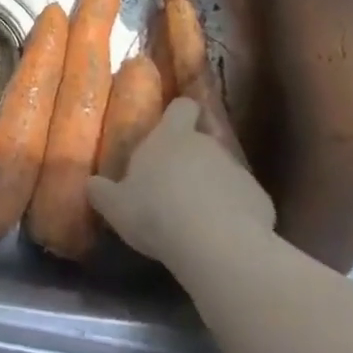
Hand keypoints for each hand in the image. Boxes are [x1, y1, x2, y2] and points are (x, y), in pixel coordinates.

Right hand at [87, 98, 274, 265]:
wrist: (216, 244)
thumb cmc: (156, 212)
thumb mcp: (116, 206)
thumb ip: (102, 192)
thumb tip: (91, 184)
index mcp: (171, 137)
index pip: (181, 107)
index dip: (178, 115)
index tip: (172, 129)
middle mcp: (207, 144)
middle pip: (203, 141)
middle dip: (193, 159)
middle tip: (176, 186)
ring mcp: (238, 170)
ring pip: (224, 172)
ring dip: (214, 187)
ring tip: (199, 218)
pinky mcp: (261, 199)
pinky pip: (244, 201)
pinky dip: (236, 213)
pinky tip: (223, 237)